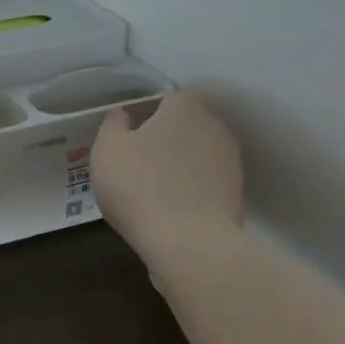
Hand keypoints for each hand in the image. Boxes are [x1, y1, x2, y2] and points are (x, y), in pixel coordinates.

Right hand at [92, 90, 243, 255]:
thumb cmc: (140, 187)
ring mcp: (231, 161)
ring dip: (180, 167)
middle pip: (184, 128)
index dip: (144, 118)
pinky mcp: (237, 194)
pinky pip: (206, 184)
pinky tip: (172, 210)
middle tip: (137, 166)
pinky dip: (192, 191)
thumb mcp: (107, 150)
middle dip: (164, 141)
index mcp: (185, 107)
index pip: (165, 100)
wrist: (190, 243)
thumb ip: (113, 125)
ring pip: (197, 156)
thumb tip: (124, 115)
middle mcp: (215, 126)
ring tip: (154, 193)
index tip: (127, 141)